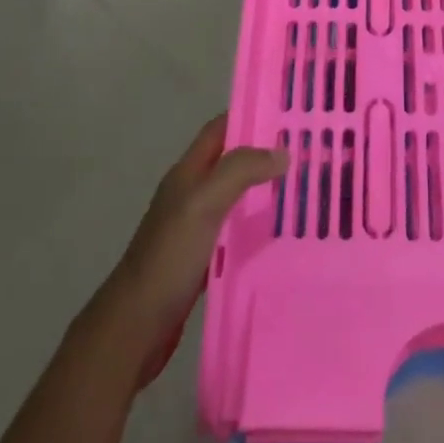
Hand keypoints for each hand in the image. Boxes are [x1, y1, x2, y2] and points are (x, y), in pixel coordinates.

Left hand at [95, 116, 286, 387]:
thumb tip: (282, 152)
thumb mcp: (203, 204)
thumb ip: (240, 171)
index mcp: (187, 173)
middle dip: (265, 154)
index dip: (249, 116)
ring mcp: (195, 228)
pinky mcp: (203, 259)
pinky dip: (258, 227)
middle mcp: (191, 194)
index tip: (289, 115)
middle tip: (308, 154)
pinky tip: (284, 236)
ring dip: (265, 191)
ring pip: (236, 197)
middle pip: (231, 162)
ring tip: (305, 191)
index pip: (219, 129)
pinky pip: (236, 232)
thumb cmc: (168, 257)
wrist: (135, 327)